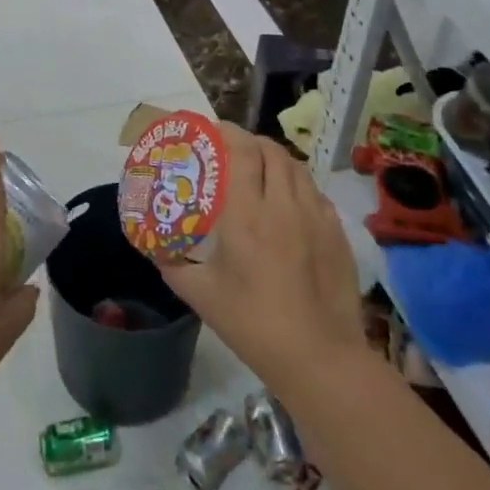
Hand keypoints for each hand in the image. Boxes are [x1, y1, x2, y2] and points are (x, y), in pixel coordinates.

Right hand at [157, 124, 362, 396]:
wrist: (320, 359)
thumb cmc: (252, 323)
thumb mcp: (200, 294)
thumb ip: (171, 264)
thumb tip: (152, 246)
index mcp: (247, 214)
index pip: (242, 151)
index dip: (227, 132)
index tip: (212, 130)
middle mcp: (283, 205)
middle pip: (271, 151)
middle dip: (250, 141)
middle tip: (232, 149)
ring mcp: (316, 217)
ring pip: (296, 167)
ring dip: (275, 159)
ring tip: (260, 168)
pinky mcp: (338, 234)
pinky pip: (315, 193)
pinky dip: (298, 184)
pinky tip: (289, 202)